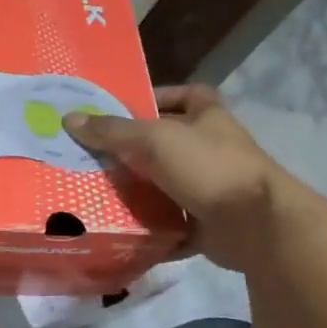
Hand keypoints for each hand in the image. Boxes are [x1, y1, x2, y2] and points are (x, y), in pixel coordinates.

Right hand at [64, 86, 320, 272]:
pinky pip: (172, 225)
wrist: (256, 225)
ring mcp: (211, 188)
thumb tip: (70, 119)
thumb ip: (113, 131)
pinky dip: (151, 230)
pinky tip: (120, 232)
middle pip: (166, 145)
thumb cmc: (208, 167)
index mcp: (208, 117)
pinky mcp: (207, 224)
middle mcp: (211, 149)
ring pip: (166, 186)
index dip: (156, 98)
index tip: (121, 110)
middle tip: (91, 157)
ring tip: (95, 195)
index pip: (183, 95)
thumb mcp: (155, 140)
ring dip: (138, 193)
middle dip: (132, 152)